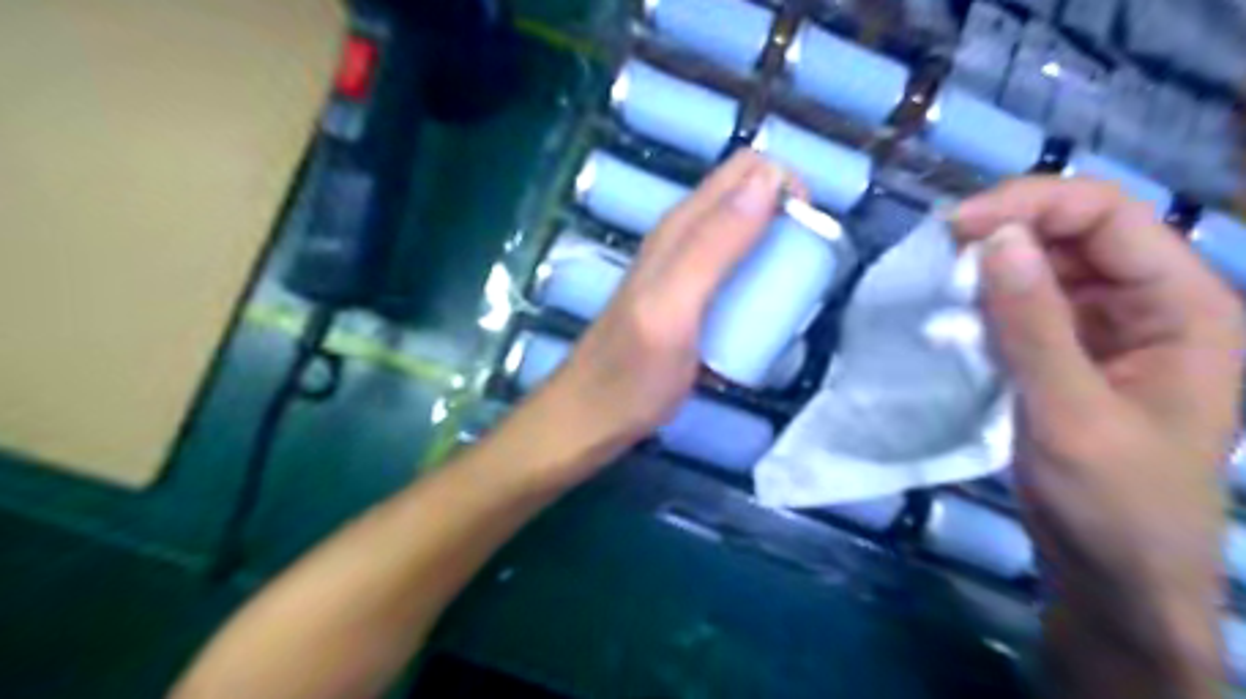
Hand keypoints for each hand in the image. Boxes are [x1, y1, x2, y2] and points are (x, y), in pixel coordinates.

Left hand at [542, 152, 780, 453]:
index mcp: (681, 228)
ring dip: (778, 256)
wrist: (595, 418)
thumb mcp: (673, 308)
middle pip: (750, 202)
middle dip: (788, 223)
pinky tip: (765, 320)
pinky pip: (738, 278)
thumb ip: (714, 246)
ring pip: (746, 240)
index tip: (809, 234)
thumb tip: (768, 181)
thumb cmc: (632, 371)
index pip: (746, 171)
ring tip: (791, 298)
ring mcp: (687, 273)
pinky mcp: (691, 303)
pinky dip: (761, 287)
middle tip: (804, 272)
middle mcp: (684, 240)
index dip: (785, 186)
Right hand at [957, 177, 1241, 688]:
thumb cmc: (1114, 501)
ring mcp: (1105, 329)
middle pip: (1075, 232)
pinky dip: (988, 301)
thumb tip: (994, 238)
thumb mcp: (1070, 412)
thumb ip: (1033, 324)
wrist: (1115, 572)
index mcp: (1183, 305)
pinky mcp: (1068, 353)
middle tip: (937, 249)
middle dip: (1006, 230)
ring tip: (938, 276)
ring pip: (1046, 266)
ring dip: (992, 265)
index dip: (1030, 205)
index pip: (1107, 216)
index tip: (954, 227)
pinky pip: (1026, 306)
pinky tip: (955, 311)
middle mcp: (1149, 304)